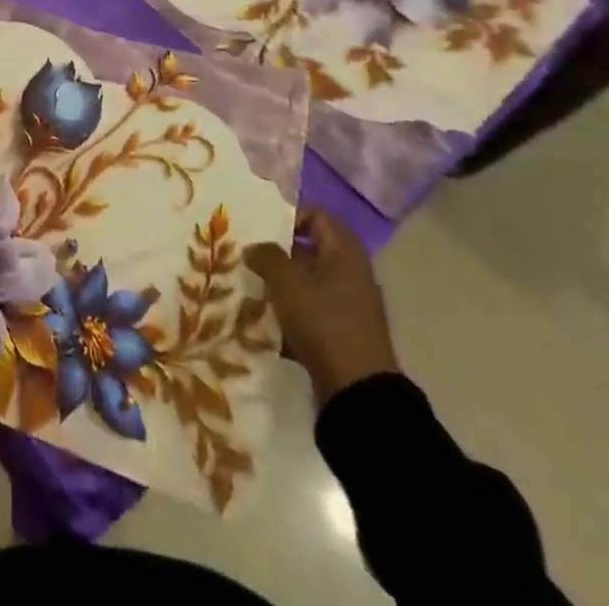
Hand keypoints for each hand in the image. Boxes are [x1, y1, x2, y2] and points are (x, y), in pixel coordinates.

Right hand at [246, 207, 399, 408]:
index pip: (316, 215)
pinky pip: (312, 308)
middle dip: (278, 252)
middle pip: (310, 248)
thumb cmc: (324, 323)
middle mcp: (352, 272)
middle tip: (249, 257)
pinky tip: (268, 319)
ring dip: (282, 283)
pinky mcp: (343, 331)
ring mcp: (350, 304)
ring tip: (253, 288)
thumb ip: (266, 256)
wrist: (358, 393)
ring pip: (308, 280)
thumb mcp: (287, 283)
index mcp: (345, 252)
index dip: (288, 216)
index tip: (261, 230)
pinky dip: (292, 310)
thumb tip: (254, 247)